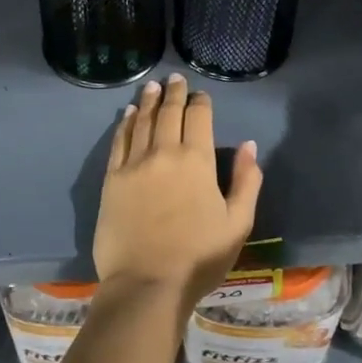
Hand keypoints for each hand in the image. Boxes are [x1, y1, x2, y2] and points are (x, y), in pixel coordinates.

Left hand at [94, 73, 261, 304]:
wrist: (147, 284)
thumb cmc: (199, 257)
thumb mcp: (238, 223)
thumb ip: (246, 181)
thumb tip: (249, 146)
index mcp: (197, 160)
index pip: (198, 117)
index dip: (200, 102)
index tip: (201, 94)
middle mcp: (164, 152)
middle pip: (169, 113)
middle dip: (174, 93)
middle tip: (175, 79)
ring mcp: (134, 164)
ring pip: (143, 122)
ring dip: (150, 101)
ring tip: (153, 86)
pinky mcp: (112, 179)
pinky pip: (119, 142)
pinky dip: (126, 123)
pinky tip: (129, 113)